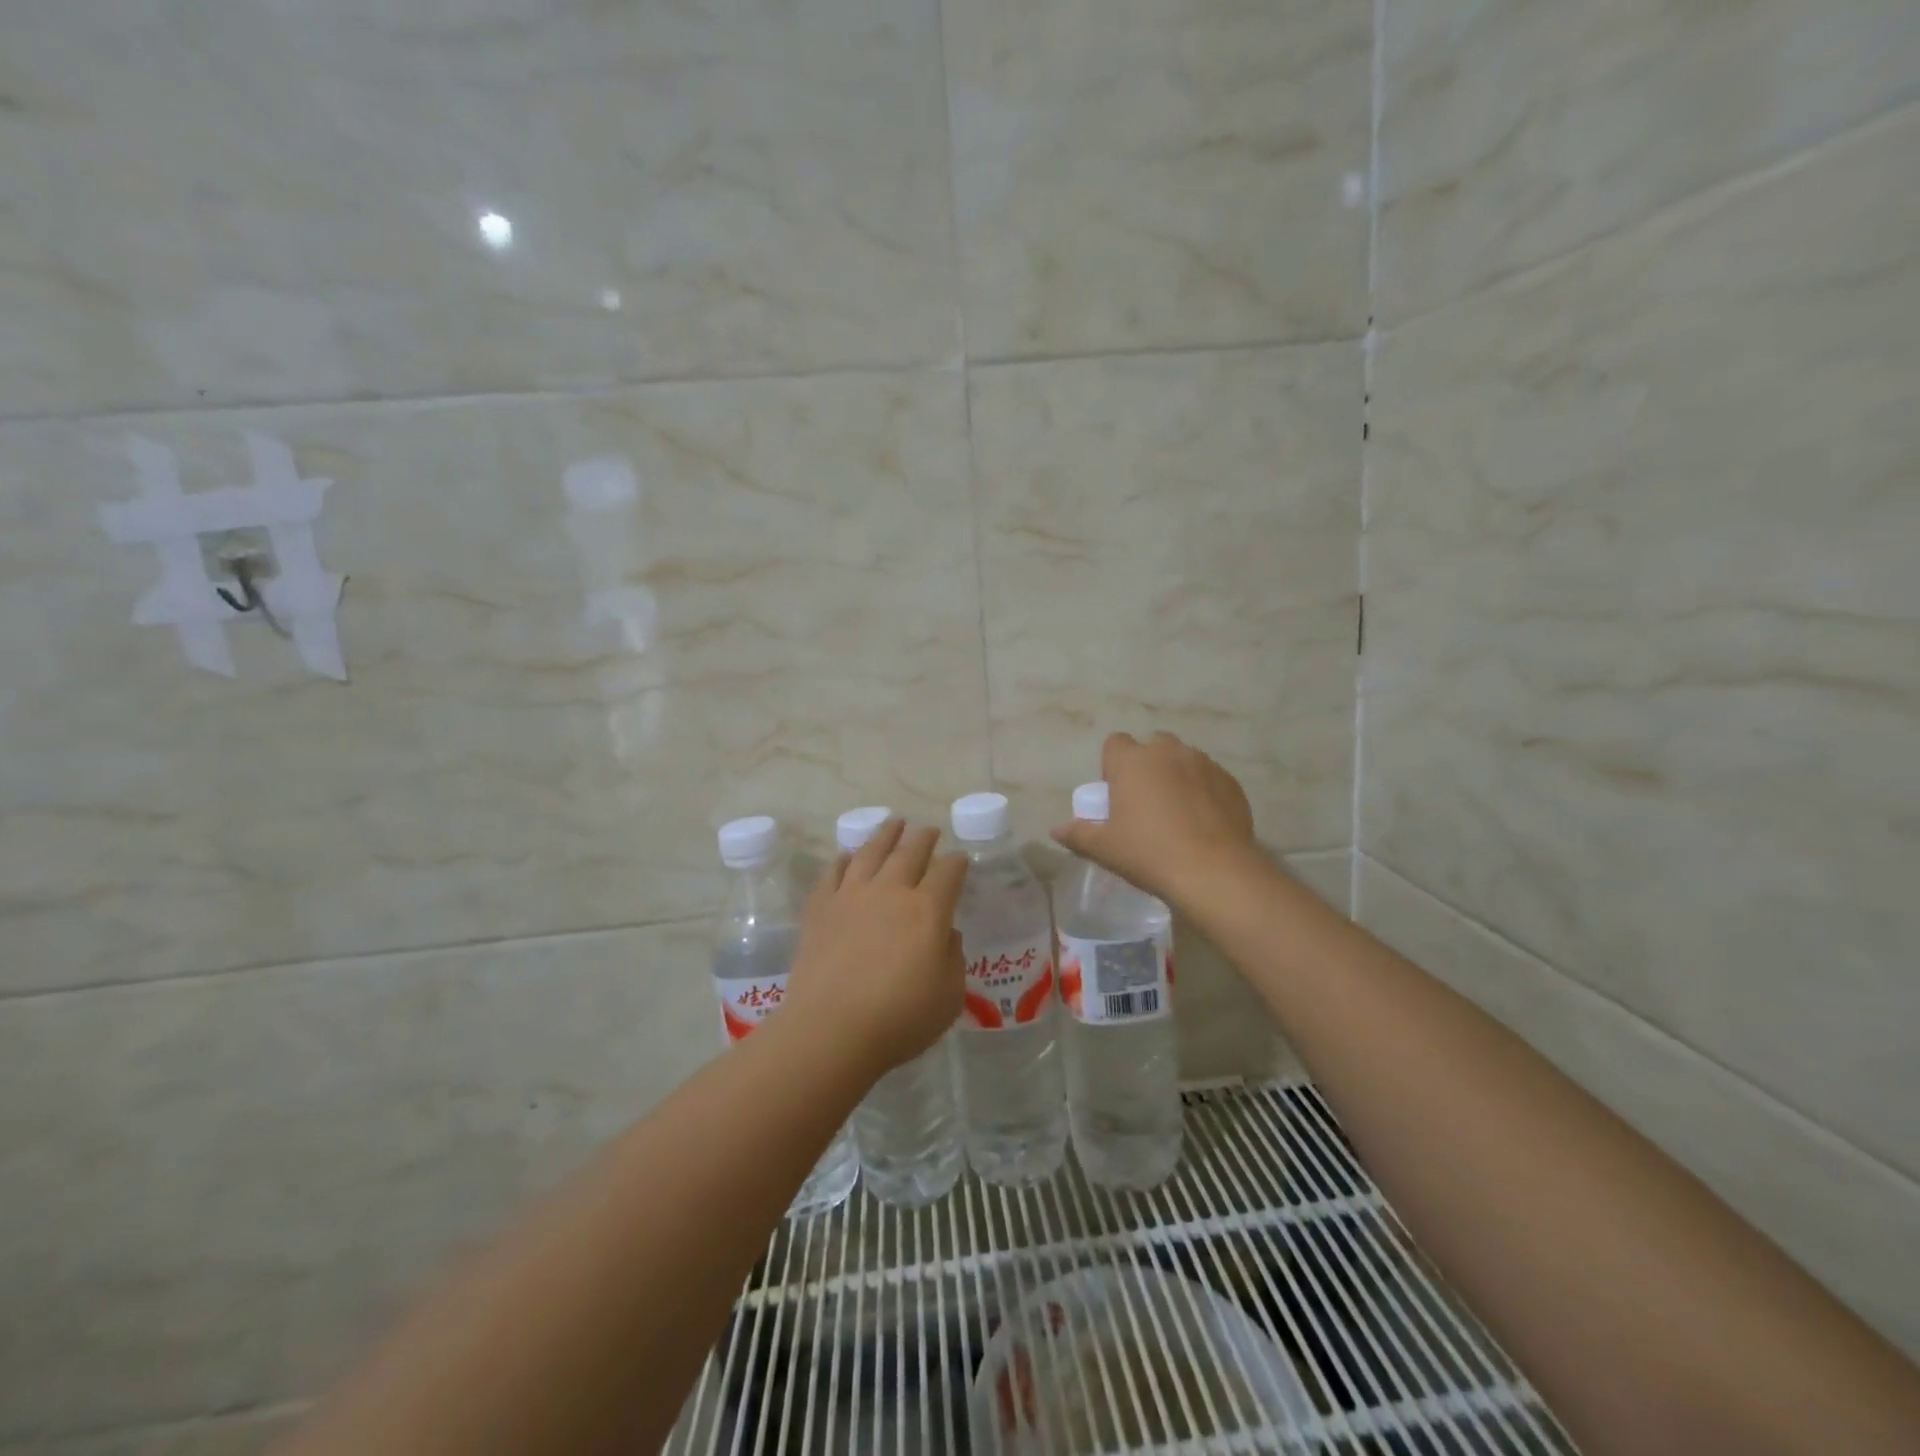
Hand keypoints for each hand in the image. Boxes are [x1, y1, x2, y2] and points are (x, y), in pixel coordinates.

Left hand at [784, 818, 968, 1076]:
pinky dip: (843, 859)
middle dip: (923, 838)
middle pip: (910, 852)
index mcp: (927, 909)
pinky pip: (833, 872)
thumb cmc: (899, 1018)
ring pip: (870, 852)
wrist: (831, 1029)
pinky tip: (847, 855)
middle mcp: (890, 891)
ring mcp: (851, 895)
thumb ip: (953, 958)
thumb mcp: (948, 996)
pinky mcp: (820, 908)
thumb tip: (946, 933)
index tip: (960, 859)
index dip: (957, 863)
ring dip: (885, 834)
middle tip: (929, 829)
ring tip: (893, 822)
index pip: (948, 872)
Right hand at [1050, 732, 1260, 906]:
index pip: (1114, 743)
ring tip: (1177, 814)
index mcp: (1132, 761)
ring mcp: (1203, 763)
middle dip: (1147, 766)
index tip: (1116, 794)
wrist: (1214, 871)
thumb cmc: (1148, 853)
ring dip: (1176, 777)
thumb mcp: (1104, 848)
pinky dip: (1203, 792)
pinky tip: (1202, 823)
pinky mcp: (1230, 781)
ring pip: (1183, 760)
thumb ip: (1077, 834)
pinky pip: (1209, 778)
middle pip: (1151, 747)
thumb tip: (1056, 830)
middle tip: (1145, 804)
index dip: (1112, 766)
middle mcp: (1167, 752)